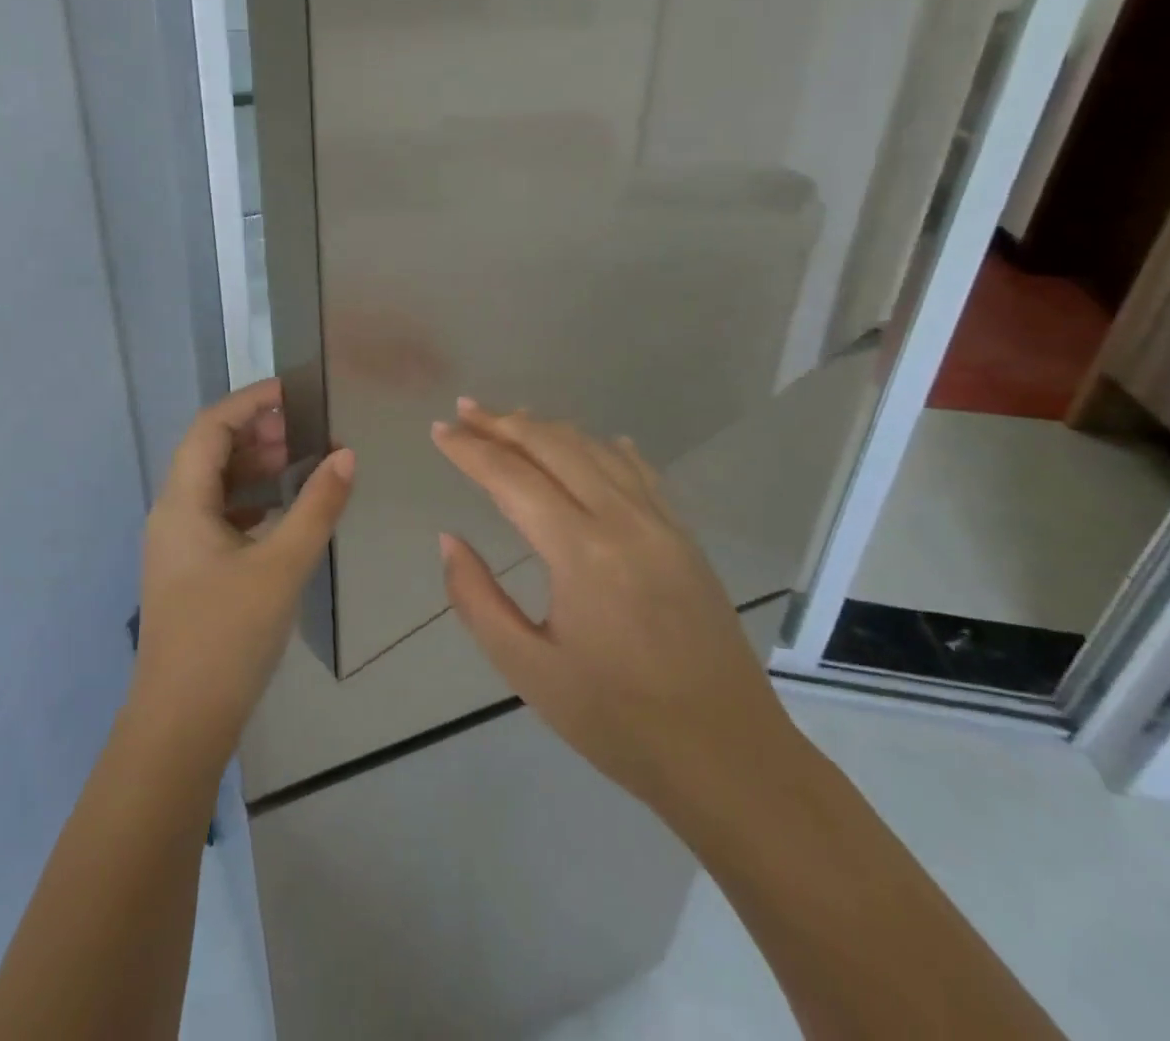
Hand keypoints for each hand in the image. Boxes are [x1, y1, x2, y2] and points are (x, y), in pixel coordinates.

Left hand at [130, 379, 354, 763]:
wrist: (181, 722)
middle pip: (208, 452)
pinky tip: (282, 513)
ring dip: (253, 468)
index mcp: (182, 502)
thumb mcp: (281, 566)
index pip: (209, 428)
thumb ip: (316, 507)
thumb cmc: (228, 636)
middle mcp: (171, 514)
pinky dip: (250, 501)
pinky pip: (218, 515)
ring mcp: (177, 544)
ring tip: (299, 464)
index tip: (292, 392)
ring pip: (213, 485)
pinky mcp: (189, 570)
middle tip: (304, 432)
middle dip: (254, 433)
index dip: (248, 402)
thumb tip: (347, 455)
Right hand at [430, 398, 790, 802]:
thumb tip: (449, 539)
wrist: (731, 758)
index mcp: (581, 552)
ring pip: (596, 450)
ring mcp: (662, 524)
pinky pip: (639, 471)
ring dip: (548, 429)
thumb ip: (477, 599)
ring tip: (511, 419)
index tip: (439, 430)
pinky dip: (603, 448)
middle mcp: (623, 520)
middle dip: (503, 423)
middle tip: (464, 410)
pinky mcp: (685, 537)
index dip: (471, 449)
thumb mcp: (528, 669)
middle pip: (554, 446)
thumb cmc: (618, 721)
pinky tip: (592, 444)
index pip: (512, 477)